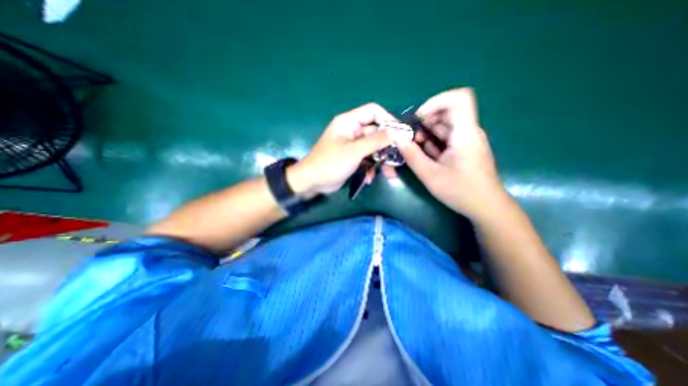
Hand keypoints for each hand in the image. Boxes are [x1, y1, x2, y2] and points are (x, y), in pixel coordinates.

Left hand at [288, 103, 398, 196]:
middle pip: (376, 132)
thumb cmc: (330, 163)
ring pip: (373, 148)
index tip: (401, 133)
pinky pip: (367, 159)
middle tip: (399, 157)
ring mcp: (352, 146)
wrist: (312, 182)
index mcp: (349, 122)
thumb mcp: (355, 151)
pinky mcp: (352, 158)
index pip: (373, 111)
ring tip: (390, 174)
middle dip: (388, 146)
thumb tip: (399, 133)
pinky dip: (370, 168)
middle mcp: (352, 131)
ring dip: (381, 160)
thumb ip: (377, 141)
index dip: (388, 119)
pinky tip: (368, 179)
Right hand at [392, 88, 502, 219]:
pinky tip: (423, 154)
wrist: (486, 207)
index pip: (459, 98)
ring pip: (445, 125)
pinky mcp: (464, 149)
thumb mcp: (431, 175)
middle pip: (447, 112)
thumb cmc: (461, 191)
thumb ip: (412, 156)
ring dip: (427, 132)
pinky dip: (432, 142)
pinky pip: (446, 138)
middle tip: (411, 137)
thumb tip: (397, 139)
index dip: (436, 101)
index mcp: (465, 133)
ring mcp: (466, 141)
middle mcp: (468, 132)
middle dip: (425, 121)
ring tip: (414, 147)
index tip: (419, 118)